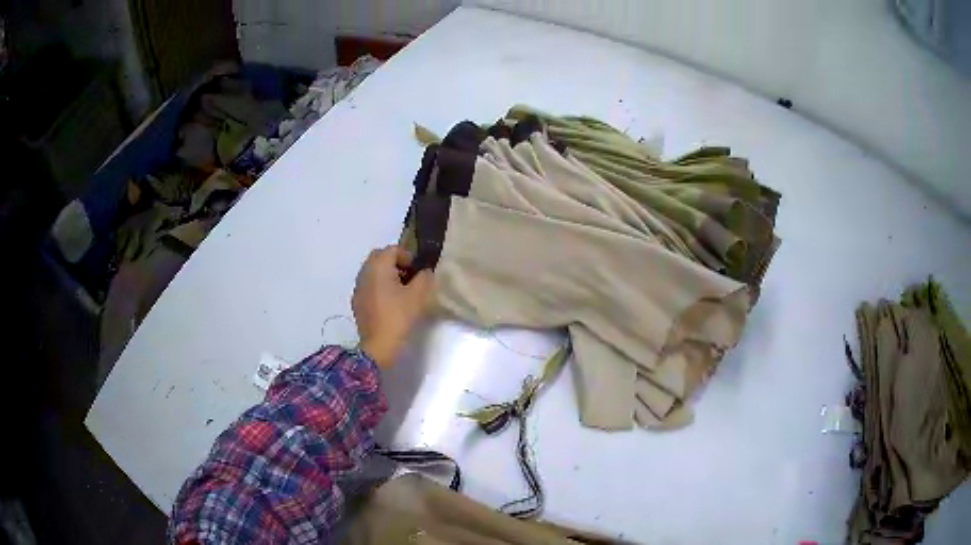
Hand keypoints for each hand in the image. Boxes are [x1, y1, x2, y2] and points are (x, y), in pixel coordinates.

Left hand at [352, 245, 433, 367]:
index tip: (418, 271)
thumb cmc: (399, 317)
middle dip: (395, 263)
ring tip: (401, 292)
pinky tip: (389, 304)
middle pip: (379, 258)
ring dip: (386, 275)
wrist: (379, 346)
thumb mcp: (419, 295)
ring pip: (372, 272)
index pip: (392, 249)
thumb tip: (424, 271)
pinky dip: (379, 288)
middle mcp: (364, 273)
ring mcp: (358, 289)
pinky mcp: (357, 303)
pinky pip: (368, 286)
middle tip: (410, 278)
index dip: (408, 256)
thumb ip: (424, 277)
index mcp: (378, 266)